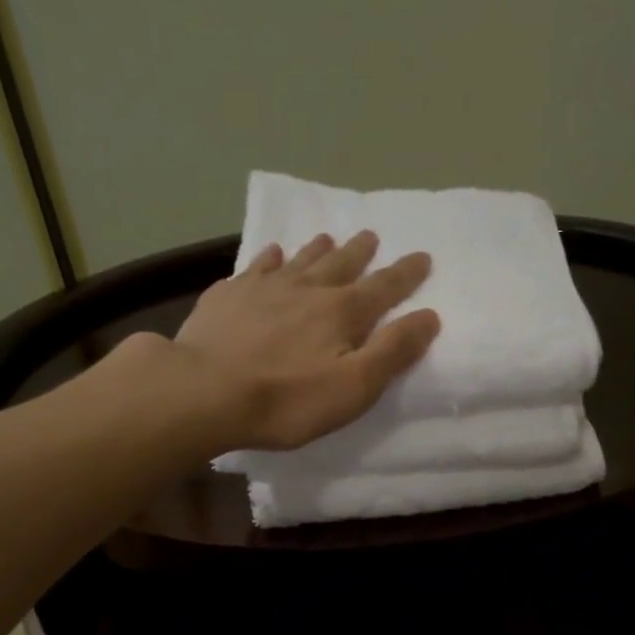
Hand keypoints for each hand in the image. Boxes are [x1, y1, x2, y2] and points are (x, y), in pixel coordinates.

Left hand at [170, 231, 439, 451]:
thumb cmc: (287, 399)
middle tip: (371, 235)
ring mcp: (264, 288)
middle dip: (361, 252)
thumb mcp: (354, 386)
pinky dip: (270, 259)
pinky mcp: (229, 296)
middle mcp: (307, 289)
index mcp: (343, 312)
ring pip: (300, 260)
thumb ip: (393, 351)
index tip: (422, 256)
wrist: (205, 391)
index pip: (384, 287)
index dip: (406, 274)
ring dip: (318, 249)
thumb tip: (429, 316)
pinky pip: (257, 268)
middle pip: (341, 264)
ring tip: (328, 238)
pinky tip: (272, 255)